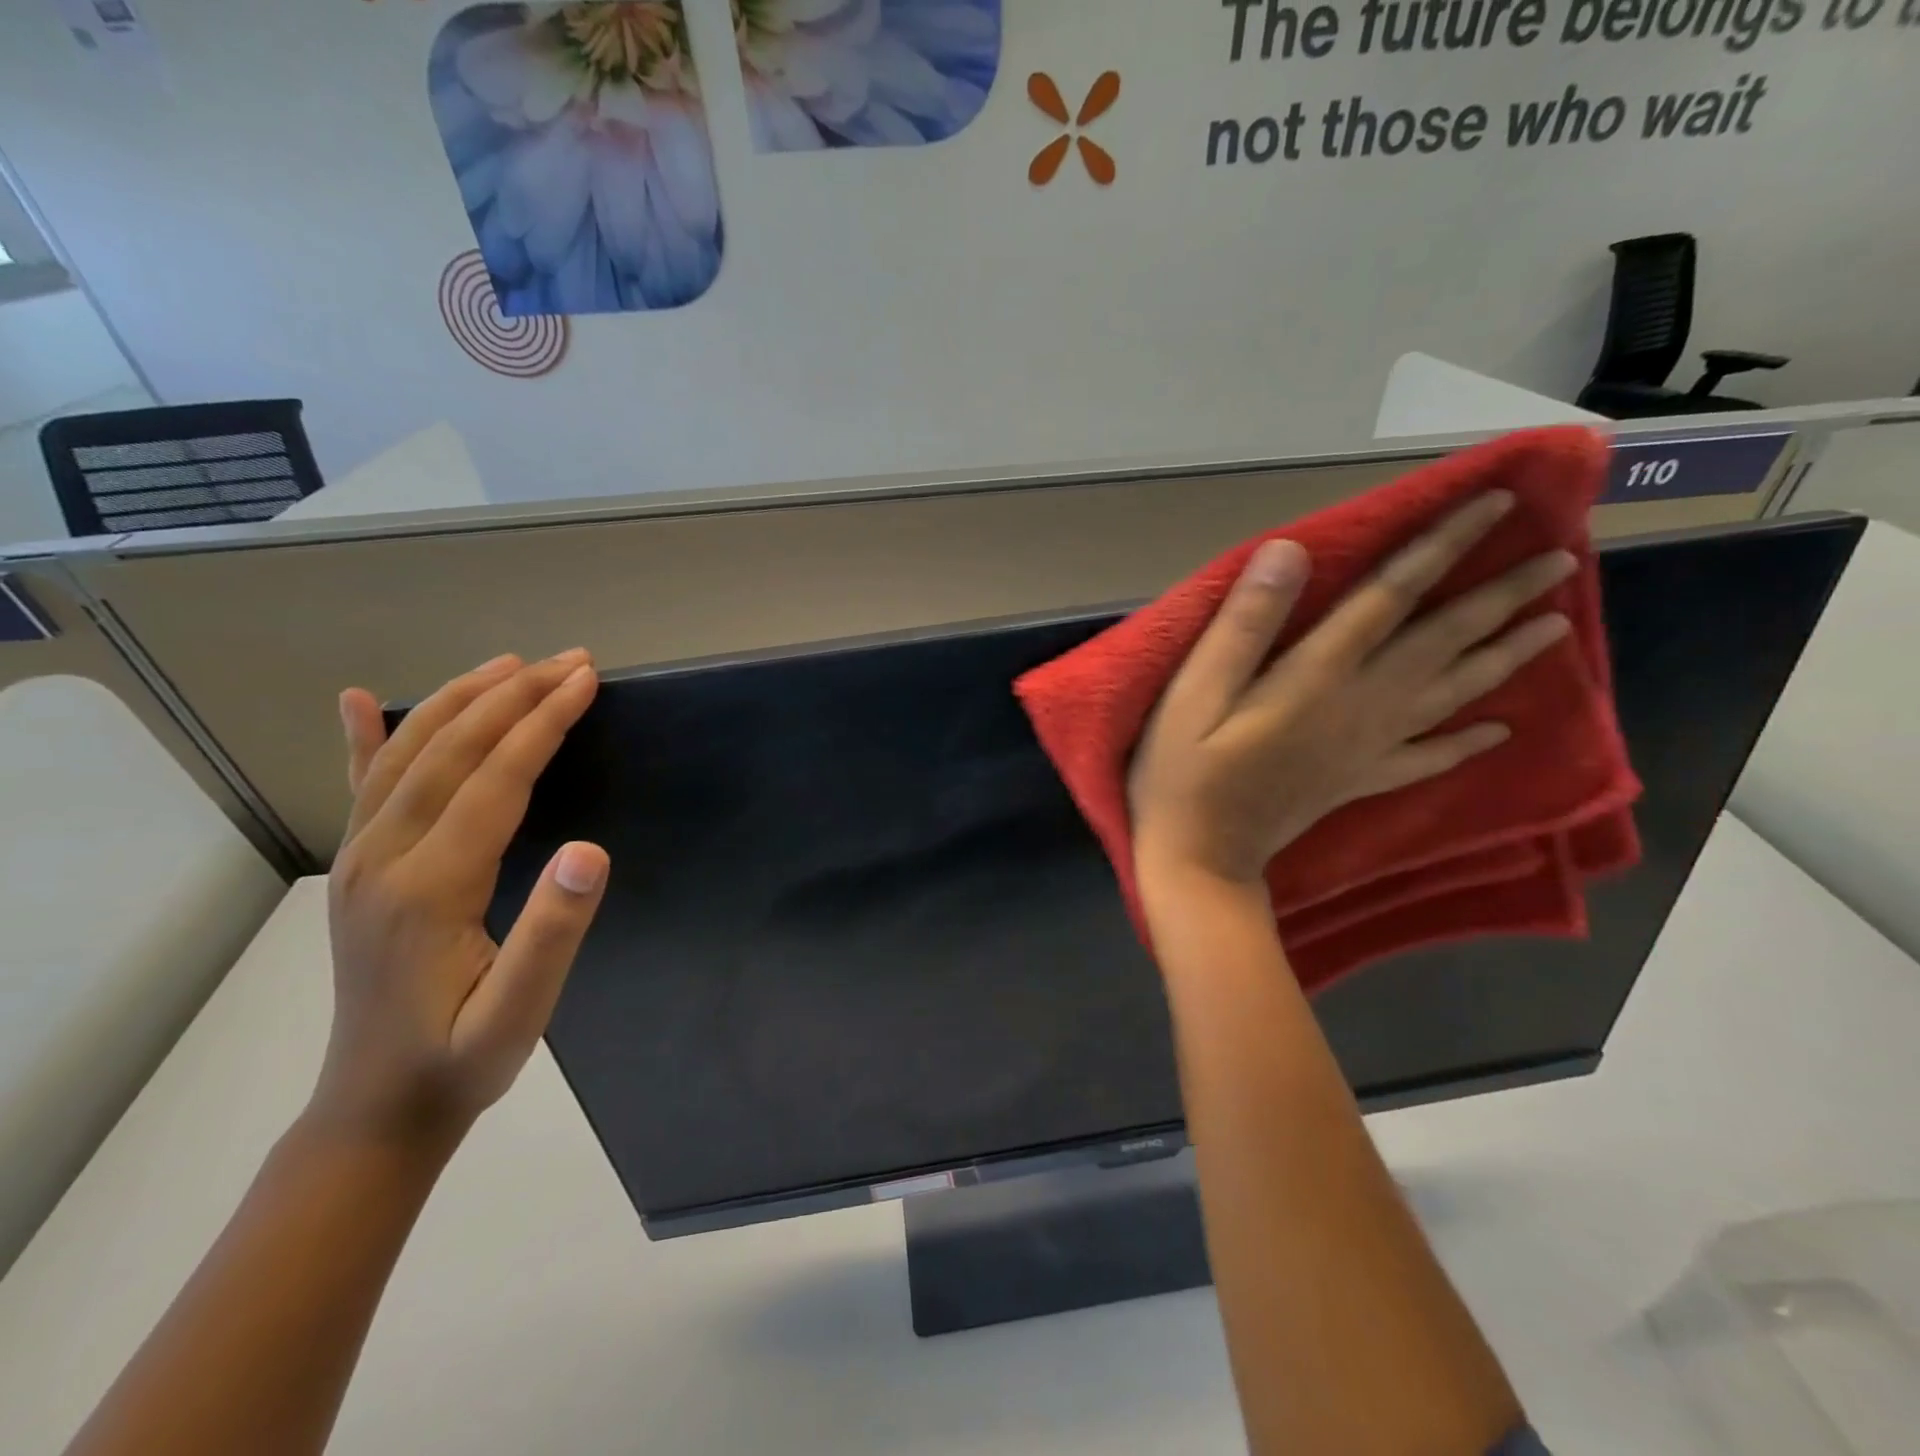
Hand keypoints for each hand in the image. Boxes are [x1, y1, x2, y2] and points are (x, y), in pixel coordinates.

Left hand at [315, 651, 608, 1149]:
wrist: (377, 1108)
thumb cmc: (462, 1059)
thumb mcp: (521, 1011)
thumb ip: (554, 930)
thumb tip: (592, 850)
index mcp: (430, 886)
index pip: (495, 779)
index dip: (543, 723)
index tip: (586, 681)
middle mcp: (384, 858)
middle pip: (450, 751)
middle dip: (513, 696)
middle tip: (570, 661)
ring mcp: (360, 860)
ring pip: (408, 756)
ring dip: (462, 700)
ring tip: (512, 664)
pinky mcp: (357, 870)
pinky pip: (360, 788)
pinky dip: (364, 736)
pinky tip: (359, 701)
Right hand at [1129, 490, 1576, 887]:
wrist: (1201, 858)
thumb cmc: (1184, 772)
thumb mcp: (1195, 693)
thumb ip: (1244, 624)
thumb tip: (1289, 550)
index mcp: (1318, 674)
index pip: (1392, 596)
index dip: (1442, 546)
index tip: (1495, 504)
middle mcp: (1360, 704)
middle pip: (1442, 641)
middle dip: (1501, 595)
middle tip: (1561, 557)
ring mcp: (1367, 748)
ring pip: (1452, 693)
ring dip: (1506, 656)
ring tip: (1555, 625)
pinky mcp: (1359, 782)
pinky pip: (1428, 758)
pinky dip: (1467, 742)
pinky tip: (1499, 731)